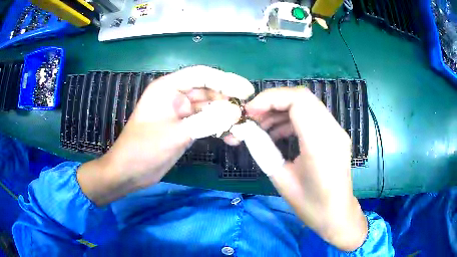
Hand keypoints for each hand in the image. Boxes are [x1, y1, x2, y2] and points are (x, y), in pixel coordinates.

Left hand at [77, 66, 253, 205]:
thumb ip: (206, 122)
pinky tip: (231, 139)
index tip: (246, 91)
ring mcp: (181, 113)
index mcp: (168, 88)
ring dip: (226, 118)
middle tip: (249, 113)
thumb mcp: (175, 134)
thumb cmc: (144, 149)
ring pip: (209, 109)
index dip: (226, 80)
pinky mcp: (184, 128)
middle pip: (208, 91)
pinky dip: (218, 129)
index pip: (201, 75)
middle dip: (228, 102)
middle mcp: (175, 96)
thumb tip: (236, 112)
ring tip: (243, 129)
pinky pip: (206, 123)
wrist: (129, 172)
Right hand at [244, 88, 366, 250]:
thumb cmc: (311, 206)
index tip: (250, 111)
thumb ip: (264, 152)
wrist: (337, 215)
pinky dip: (292, 117)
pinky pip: (312, 115)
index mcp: (320, 145)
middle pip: (302, 97)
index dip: (270, 99)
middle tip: (253, 116)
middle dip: (273, 101)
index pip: (298, 101)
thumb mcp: (282, 181)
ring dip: (282, 109)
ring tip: (262, 126)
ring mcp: (337, 131)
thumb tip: (247, 132)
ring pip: (307, 104)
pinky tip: (279, 132)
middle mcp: (333, 131)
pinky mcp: (335, 134)